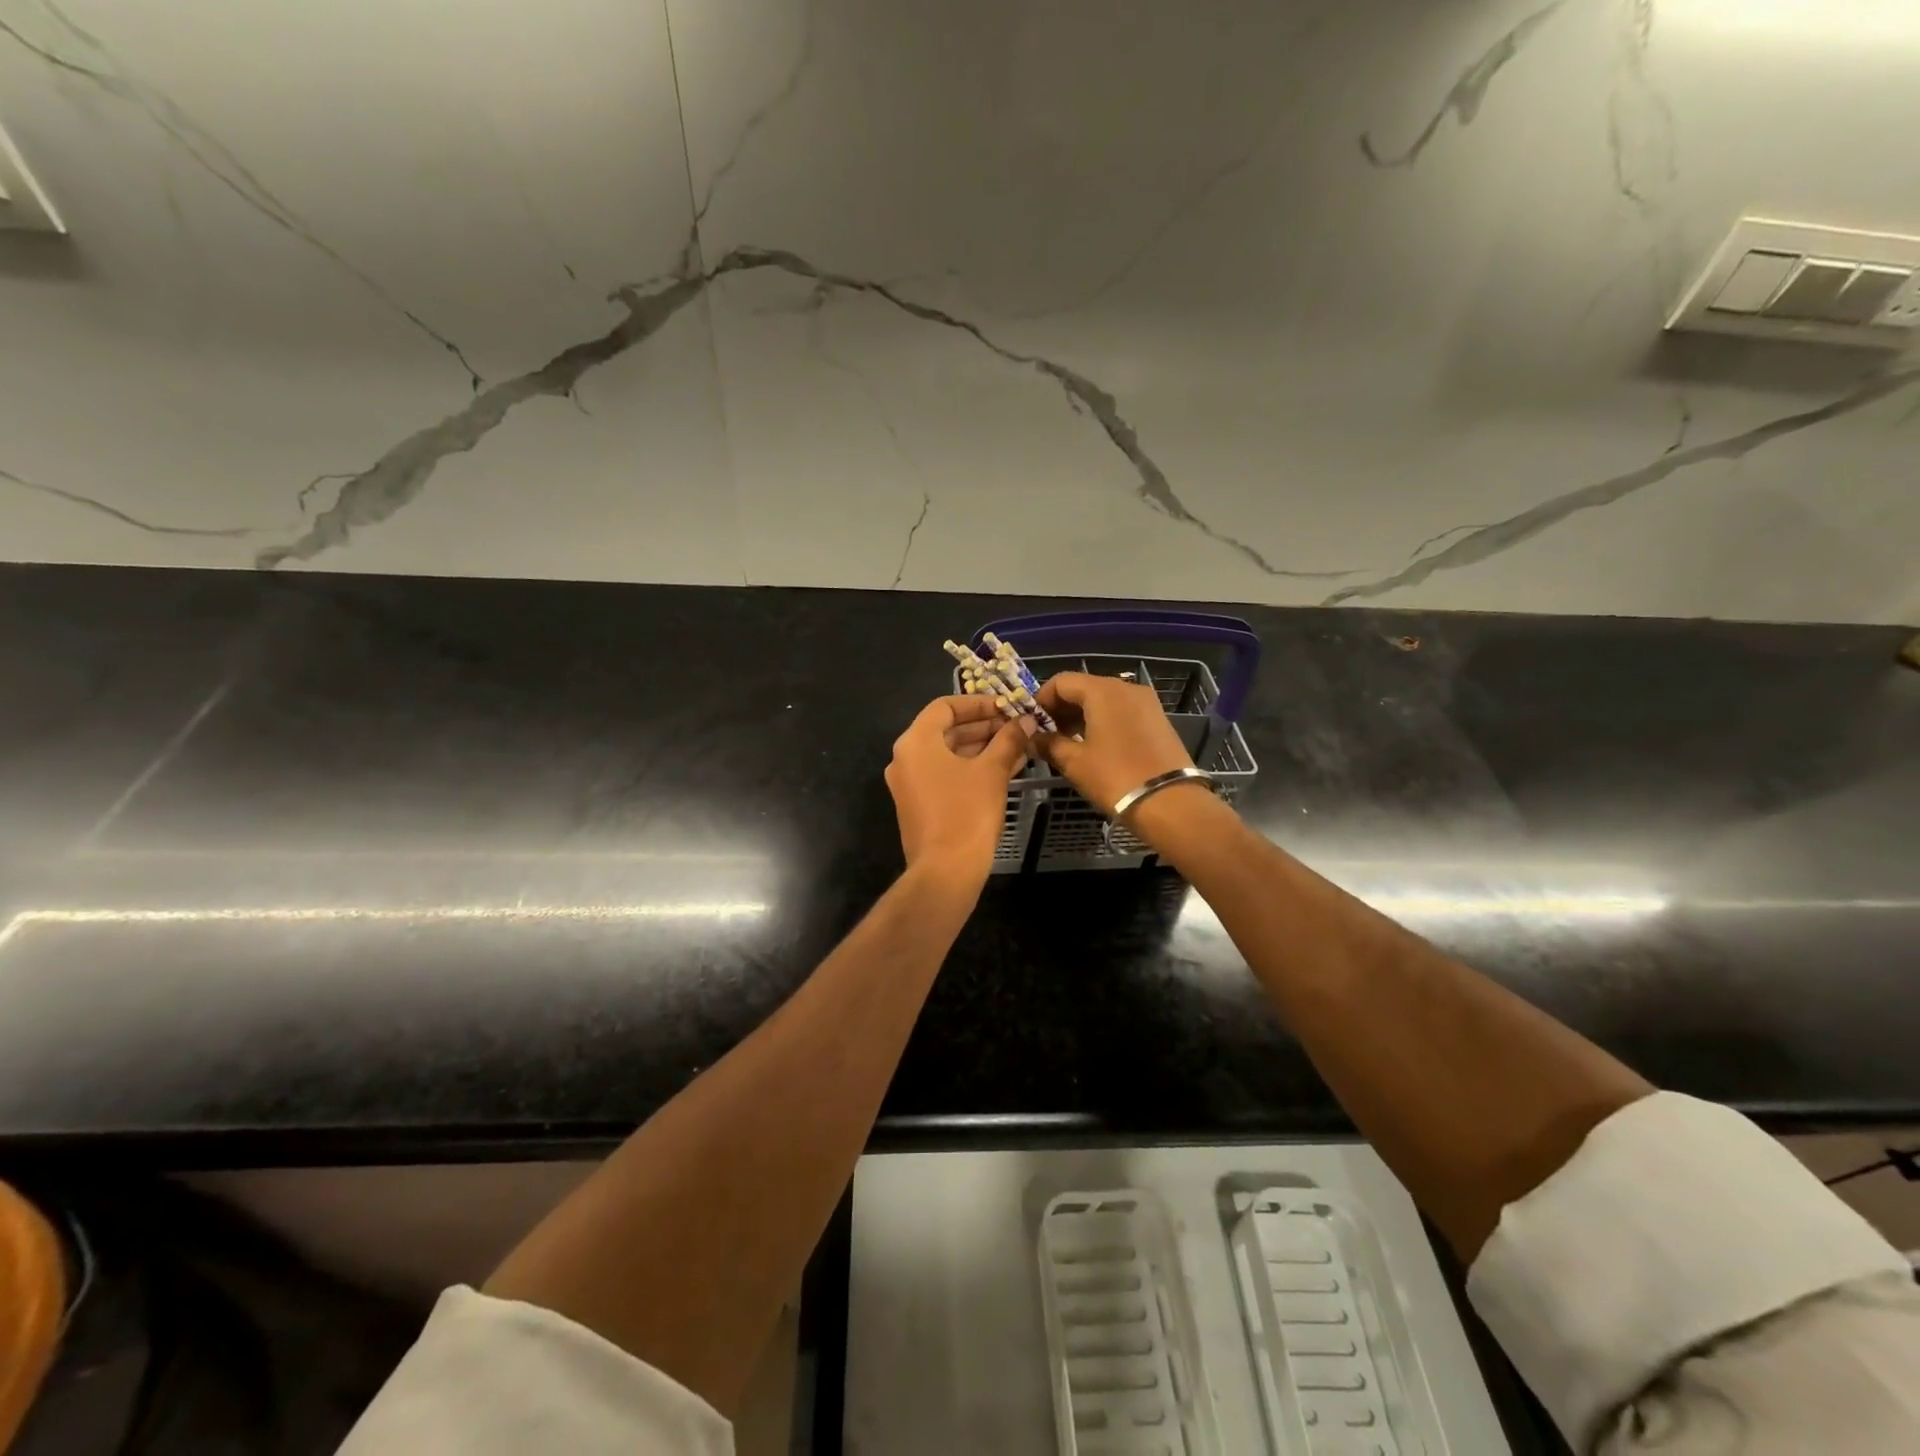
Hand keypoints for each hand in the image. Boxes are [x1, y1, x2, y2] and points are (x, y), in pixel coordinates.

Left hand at [885, 695, 1035, 880]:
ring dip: (982, 747)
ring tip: (1018, 746)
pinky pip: (946, 774)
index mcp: (916, 742)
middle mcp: (906, 758)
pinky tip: (1005, 768)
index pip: (945, 707)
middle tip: (1017, 727)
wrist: (946, 871)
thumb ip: (1009, 740)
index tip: (1007, 707)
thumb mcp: (992, 771)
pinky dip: (972, 767)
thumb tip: (1026, 720)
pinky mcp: (919, 804)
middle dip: (984, 726)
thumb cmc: (967, 812)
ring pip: (948, 754)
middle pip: (946, 730)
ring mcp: (910, 783)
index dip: (979, 703)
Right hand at [1033, 672, 1194, 814]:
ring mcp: (1146, 703)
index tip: (1030, 723)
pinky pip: (1122, 711)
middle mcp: (1126, 688)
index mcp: (1103, 690)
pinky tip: (1094, 746)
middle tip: (1046, 735)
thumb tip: (1032, 738)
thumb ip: (1049, 744)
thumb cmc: (1115, 777)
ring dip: (1081, 715)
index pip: (1062, 681)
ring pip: (1104, 700)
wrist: (1170, 803)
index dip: (1041, 699)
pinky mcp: (1157, 719)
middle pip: (1084, 687)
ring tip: (1067, 742)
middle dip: (1061, 708)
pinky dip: (1103, 721)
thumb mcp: (1074, 762)